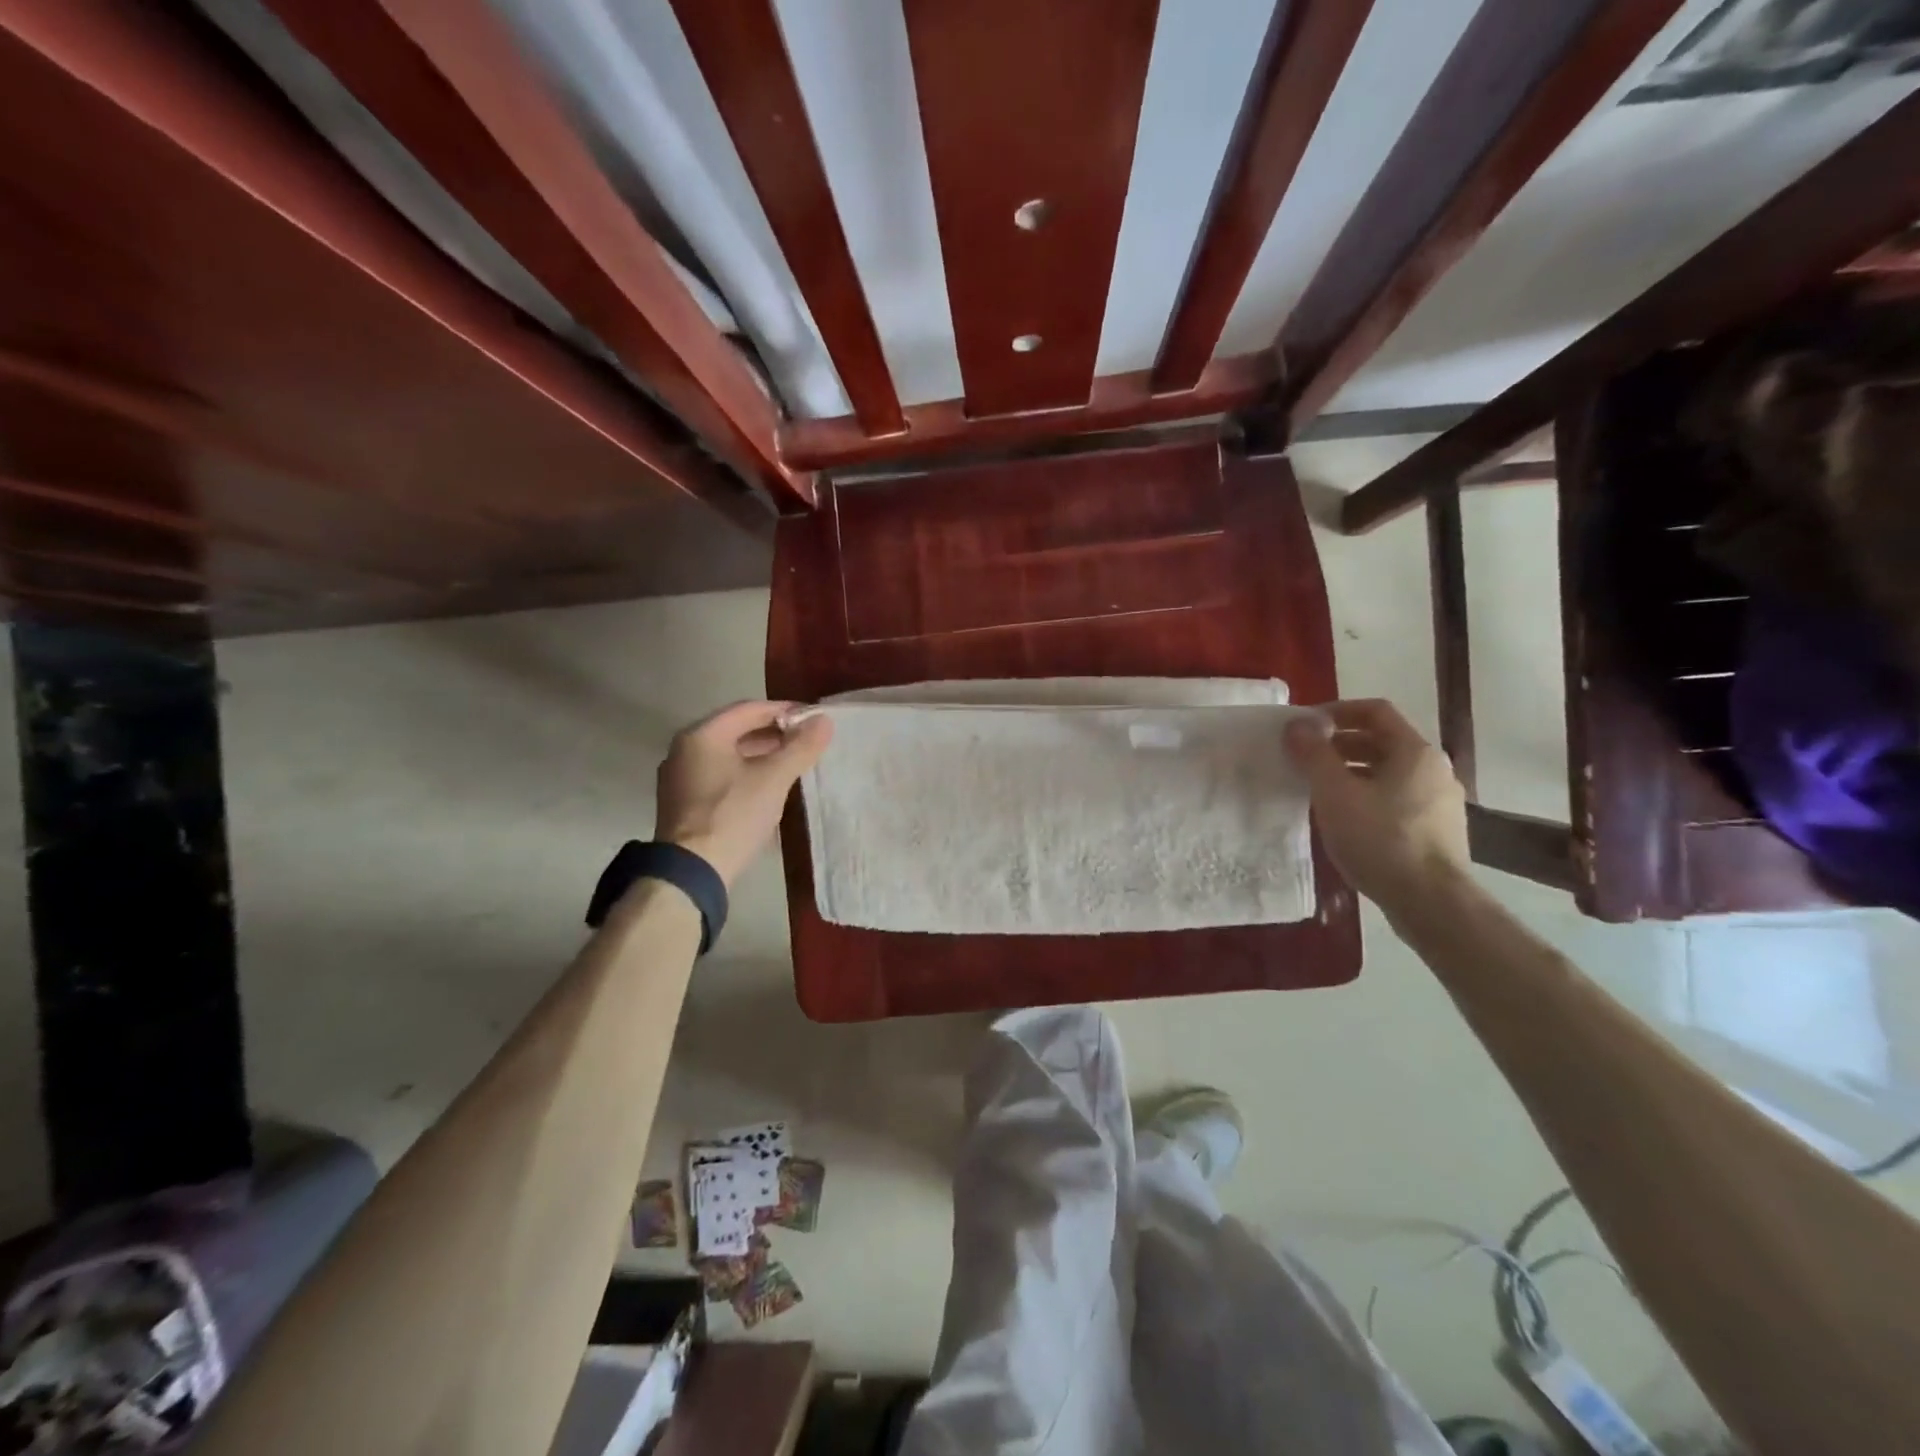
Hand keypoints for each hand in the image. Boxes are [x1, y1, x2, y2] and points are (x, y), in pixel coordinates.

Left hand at [655, 701, 833, 887]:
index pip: (749, 709)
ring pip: (728, 755)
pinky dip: (745, 773)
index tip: (813, 718)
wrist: (692, 872)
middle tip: (806, 740)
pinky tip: (767, 786)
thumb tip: (824, 721)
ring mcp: (680, 778)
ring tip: (792, 762)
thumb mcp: (773, 779)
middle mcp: (684, 750)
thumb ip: (800, 747)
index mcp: (702, 735)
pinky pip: (720, 775)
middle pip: (736, 730)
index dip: (784, 710)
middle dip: (774, 733)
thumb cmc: (732, 816)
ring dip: (761, 754)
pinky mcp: (683, 803)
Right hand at [1284, 699, 1470, 919]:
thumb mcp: (1335, 793)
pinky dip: (1367, 796)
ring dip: (1351, 772)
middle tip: (1304, 758)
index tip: (1305, 726)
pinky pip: (1396, 798)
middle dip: (1339, 744)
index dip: (1337, 711)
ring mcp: (1440, 801)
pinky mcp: (1437, 830)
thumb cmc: (1381, 839)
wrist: (1432, 902)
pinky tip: (1346, 820)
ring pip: (1388, 772)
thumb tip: (1297, 725)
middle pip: (1382, 741)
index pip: (1375, 711)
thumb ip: (1314, 754)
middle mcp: (1434, 769)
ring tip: (1318, 790)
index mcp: (1414, 751)